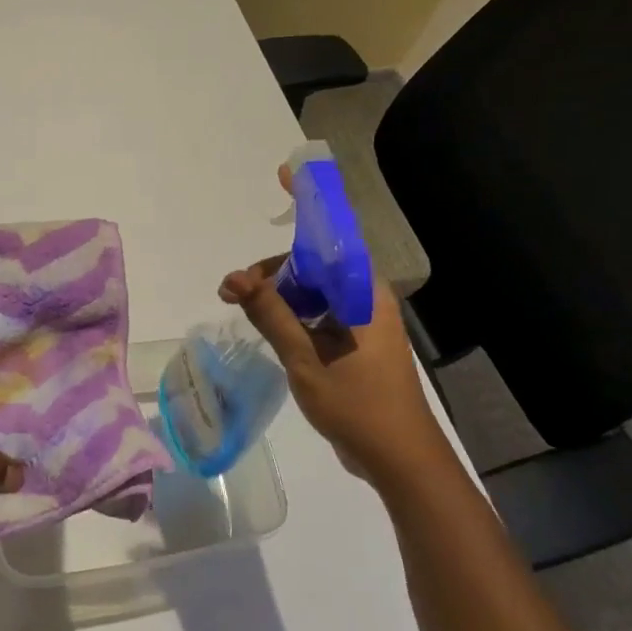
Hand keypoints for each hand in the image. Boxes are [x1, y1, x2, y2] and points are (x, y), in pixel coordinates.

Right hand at [219, 175, 456, 486]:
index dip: (309, 201)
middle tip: (233, 293)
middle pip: (313, 263)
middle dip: (272, 269)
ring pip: (313, 289)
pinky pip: (318, 312)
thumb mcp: (304, 357)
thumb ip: (270, 313)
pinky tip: (268, 328)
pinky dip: (291, 313)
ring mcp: (361, 320)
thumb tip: (235, 278)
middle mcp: (364, 297)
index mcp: (361, 292)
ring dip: (278, 294)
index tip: (286, 174)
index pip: (331, 235)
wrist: (398, 457)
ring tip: (243, 310)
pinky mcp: (355, 341)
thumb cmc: (356, 403)